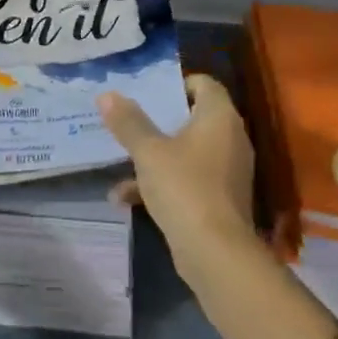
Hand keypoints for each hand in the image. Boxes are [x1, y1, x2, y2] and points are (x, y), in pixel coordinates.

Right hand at [96, 74, 255, 275]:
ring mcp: (227, 172)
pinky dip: (162, 184)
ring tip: (119, 162)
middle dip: (158, 122)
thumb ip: (128, 122)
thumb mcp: (149, 152)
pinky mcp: (220, 200)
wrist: (216, 255)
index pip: (204, 83)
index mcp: (219, 117)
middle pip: (192, 117)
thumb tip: (107, 94)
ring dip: (154, 157)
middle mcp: (230, 138)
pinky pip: (188, 180)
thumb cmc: (184, 187)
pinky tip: (126, 198)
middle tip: (129, 121)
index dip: (176, 84)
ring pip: (186, 152)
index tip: (148, 93)